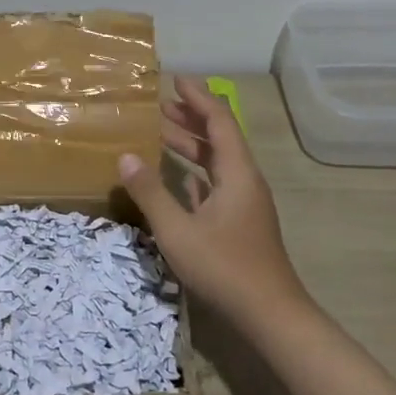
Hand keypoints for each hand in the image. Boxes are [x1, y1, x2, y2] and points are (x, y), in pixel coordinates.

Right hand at [117, 76, 309, 327]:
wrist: (270, 315)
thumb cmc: (225, 267)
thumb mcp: (177, 230)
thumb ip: (151, 192)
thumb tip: (125, 156)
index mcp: (236, 173)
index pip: (219, 121)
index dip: (198, 97)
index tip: (176, 79)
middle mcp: (244, 180)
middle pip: (219, 137)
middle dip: (191, 117)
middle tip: (160, 104)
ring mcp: (244, 203)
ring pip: (217, 162)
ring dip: (191, 144)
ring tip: (160, 132)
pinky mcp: (240, 222)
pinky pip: (217, 184)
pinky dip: (197, 172)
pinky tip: (178, 176)